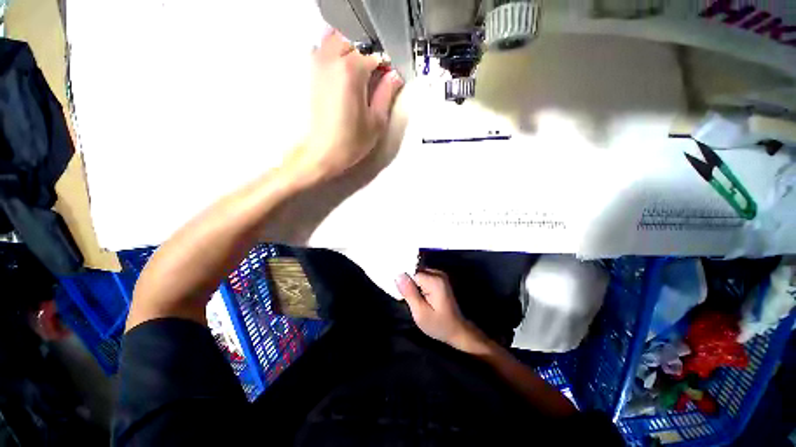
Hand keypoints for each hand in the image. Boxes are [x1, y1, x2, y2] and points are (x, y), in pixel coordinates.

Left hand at [289, 29, 403, 181]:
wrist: (322, 152)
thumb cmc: (351, 141)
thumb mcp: (377, 121)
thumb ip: (387, 93)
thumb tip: (394, 76)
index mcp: (352, 70)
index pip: (375, 56)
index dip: (385, 67)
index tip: (389, 79)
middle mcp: (332, 60)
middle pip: (354, 40)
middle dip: (367, 53)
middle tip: (374, 75)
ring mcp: (318, 64)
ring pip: (335, 39)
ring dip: (349, 49)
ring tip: (358, 73)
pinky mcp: (311, 74)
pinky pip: (322, 50)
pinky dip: (334, 54)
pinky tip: (341, 74)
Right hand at [395, 269, 487, 352]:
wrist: (457, 330)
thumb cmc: (438, 324)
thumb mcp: (420, 312)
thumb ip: (409, 292)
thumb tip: (398, 275)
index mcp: (434, 280)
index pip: (411, 273)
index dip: (405, 283)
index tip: (403, 296)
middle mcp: (438, 273)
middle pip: (416, 272)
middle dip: (409, 283)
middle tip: (408, 299)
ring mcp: (440, 275)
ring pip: (419, 274)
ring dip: (413, 284)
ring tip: (414, 299)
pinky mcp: (440, 279)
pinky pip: (424, 277)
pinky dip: (419, 285)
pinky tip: (419, 296)